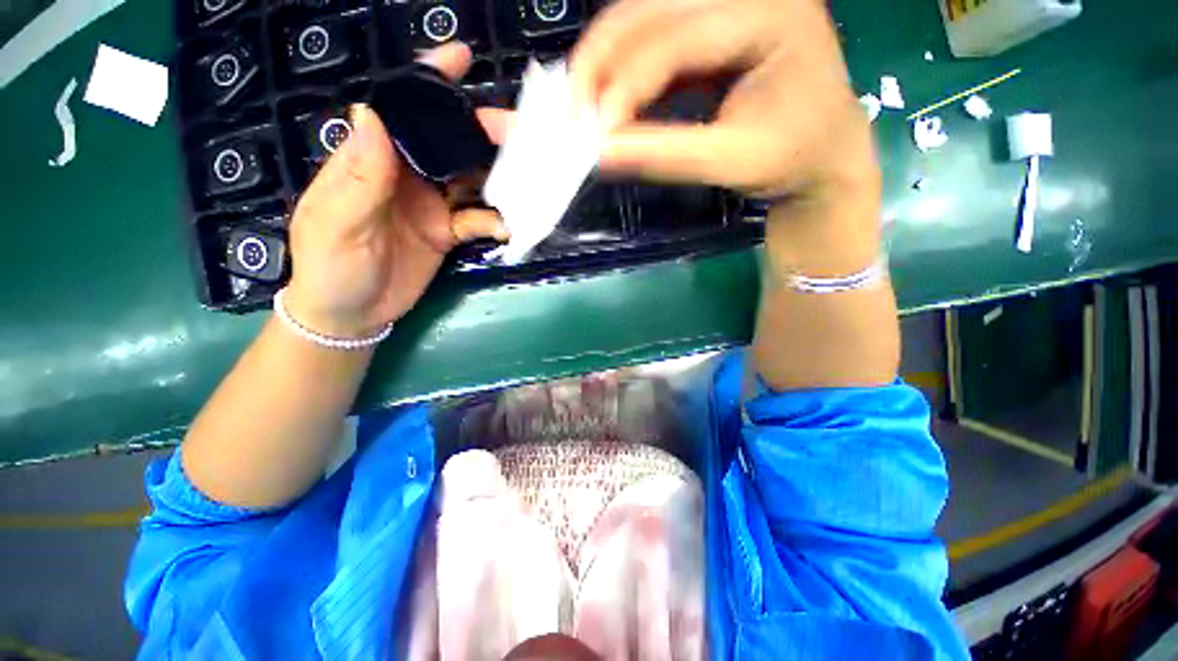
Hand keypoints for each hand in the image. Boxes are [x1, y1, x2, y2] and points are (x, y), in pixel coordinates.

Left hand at [284, 43, 507, 338]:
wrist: (351, 314)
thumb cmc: (329, 267)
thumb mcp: (336, 223)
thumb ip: (359, 176)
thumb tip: (373, 114)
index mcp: (373, 161)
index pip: (401, 112)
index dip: (429, 82)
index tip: (462, 59)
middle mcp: (407, 176)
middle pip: (449, 143)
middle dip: (482, 133)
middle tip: (518, 133)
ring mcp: (431, 205)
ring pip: (470, 180)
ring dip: (498, 177)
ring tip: (528, 178)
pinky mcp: (447, 233)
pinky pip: (476, 221)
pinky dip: (494, 222)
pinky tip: (509, 227)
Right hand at [570, 0, 878, 206]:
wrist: (823, 152)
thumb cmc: (792, 158)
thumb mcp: (733, 162)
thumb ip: (665, 155)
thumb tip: (600, 153)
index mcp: (770, 13)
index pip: (676, 38)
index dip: (626, 85)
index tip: (593, 134)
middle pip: (648, 8)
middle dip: (599, 62)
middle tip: (569, 112)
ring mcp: (727, 4)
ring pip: (642, 16)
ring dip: (603, 62)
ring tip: (580, 106)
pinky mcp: (712, 26)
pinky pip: (652, 37)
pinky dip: (622, 69)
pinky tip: (607, 98)